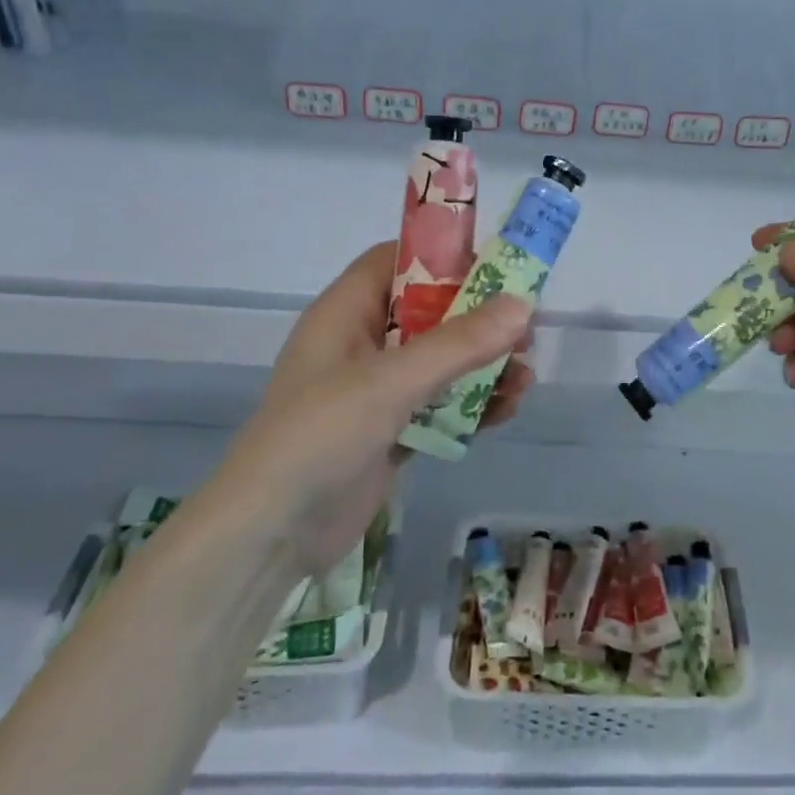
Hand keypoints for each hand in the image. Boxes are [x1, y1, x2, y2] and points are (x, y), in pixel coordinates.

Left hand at [216, 242, 532, 572]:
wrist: (269, 537)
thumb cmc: (319, 437)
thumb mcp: (391, 382)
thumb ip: (458, 344)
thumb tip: (522, 306)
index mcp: (346, 313)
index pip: (398, 261)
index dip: (445, 257)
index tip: (498, 268)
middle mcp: (362, 344)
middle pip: (430, 312)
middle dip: (480, 320)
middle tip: (526, 333)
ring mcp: (376, 391)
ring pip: (441, 361)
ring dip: (484, 366)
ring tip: (525, 378)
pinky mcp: (390, 431)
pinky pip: (440, 404)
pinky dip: (472, 404)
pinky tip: (506, 411)